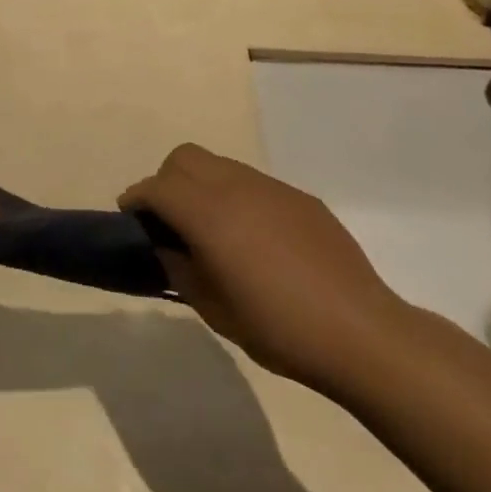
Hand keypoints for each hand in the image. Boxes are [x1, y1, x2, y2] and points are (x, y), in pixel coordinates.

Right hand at [121, 144, 410, 395]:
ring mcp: (272, 188)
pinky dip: (237, 197)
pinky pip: (254, 183)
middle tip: (168, 220)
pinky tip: (254, 239)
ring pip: (220, 165)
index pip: (157, 187)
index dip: (137, 198)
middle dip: (166, 180)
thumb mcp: (214, 308)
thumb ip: (179, 268)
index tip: (130, 218)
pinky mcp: (300, 198)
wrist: (360, 333)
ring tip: (211, 228)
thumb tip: (165, 245)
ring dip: (202, 185)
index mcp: (209, 214)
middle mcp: (236, 187)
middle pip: (185, 158)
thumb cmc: (277, 328)